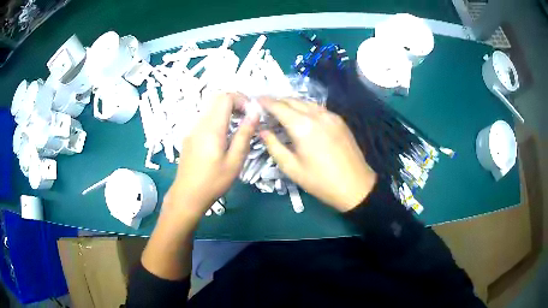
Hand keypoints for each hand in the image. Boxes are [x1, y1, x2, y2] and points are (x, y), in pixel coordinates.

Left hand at [164, 93, 258, 218]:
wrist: (187, 195)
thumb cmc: (213, 182)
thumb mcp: (234, 161)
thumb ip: (245, 134)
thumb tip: (255, 113)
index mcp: (212, 128)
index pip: (225, 97)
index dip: (241, 99)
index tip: (251, 112)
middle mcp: (199, 123)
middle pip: (216, 98)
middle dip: (234, 101)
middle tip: (246, 116)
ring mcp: (192, 129)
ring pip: (210, 107)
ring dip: (226, 109)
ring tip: (238, 126)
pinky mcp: (189, 136)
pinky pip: (204, 118)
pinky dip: (217, 118)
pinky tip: (223, 136)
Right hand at [259, 98, 376, 211]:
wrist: (355, 186)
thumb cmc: (320, 181)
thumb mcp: (292, 168)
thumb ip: (274, 146)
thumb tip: (262, 131)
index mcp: (303, 126)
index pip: (279, 106)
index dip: (265, 102)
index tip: (255, 101)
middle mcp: (317, 115)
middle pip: (292, 100)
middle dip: (277, 101)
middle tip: (265, 107)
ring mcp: (330, 115)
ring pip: (306, 102)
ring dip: (291, 103)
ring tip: (281, 111)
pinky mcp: (339, 120)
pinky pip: (317, 108)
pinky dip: (305, 108)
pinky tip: (301, 116)